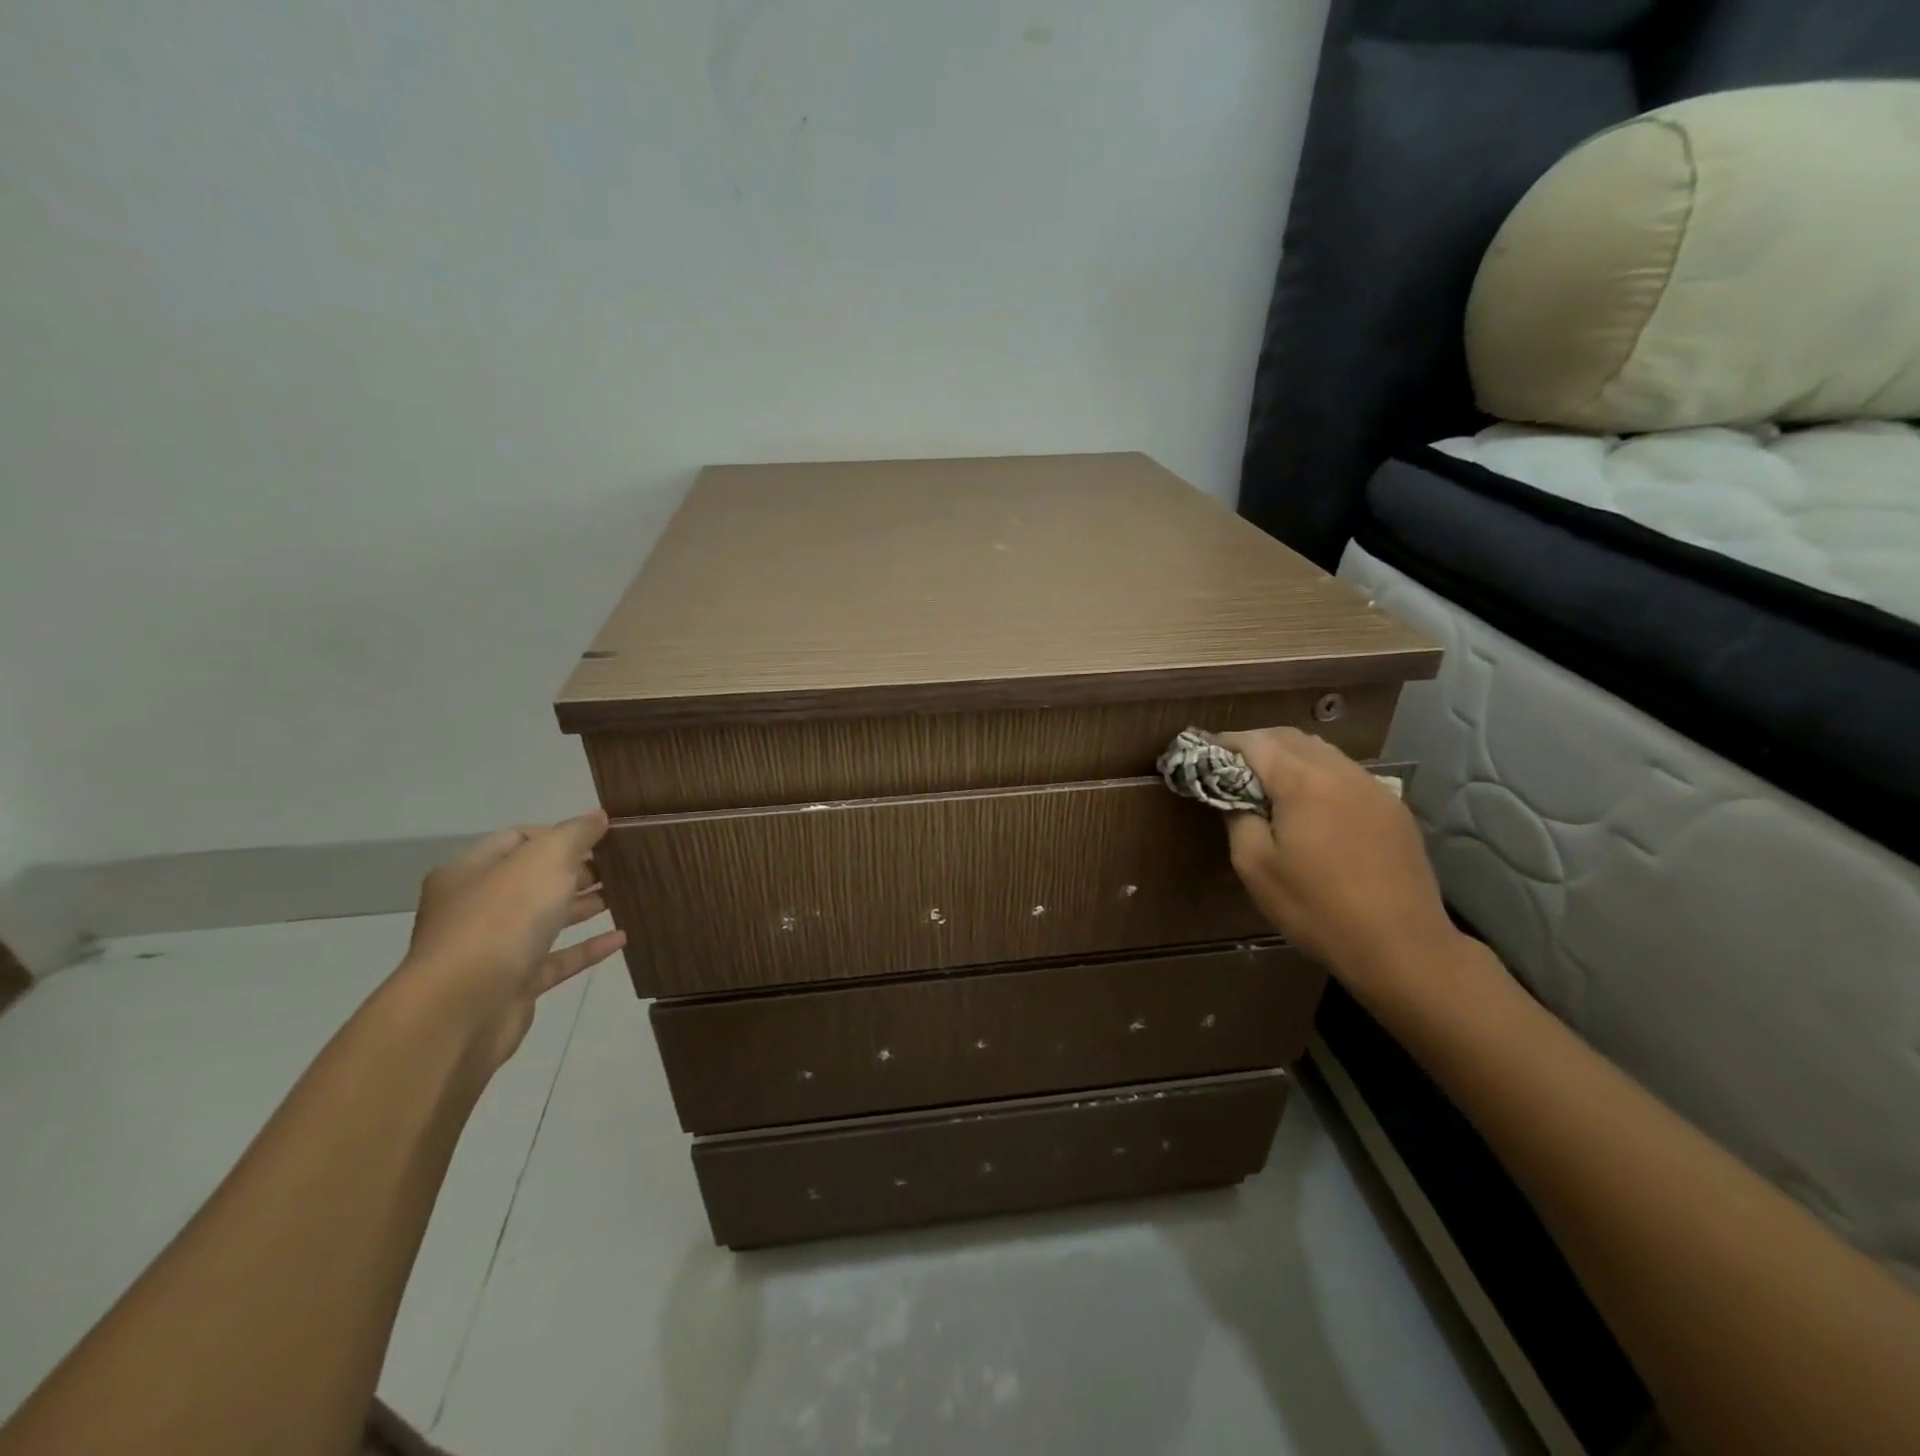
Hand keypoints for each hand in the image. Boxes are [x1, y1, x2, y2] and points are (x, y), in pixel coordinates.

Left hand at [397, 812, 626, 1072]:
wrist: (464, 1008)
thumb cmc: (502, 919)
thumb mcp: (545, 858)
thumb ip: (576, 833)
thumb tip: (598, 817)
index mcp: (470, 871)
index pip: (518, 838)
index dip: (561, 833)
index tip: (604, 835)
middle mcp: (475, 907)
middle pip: (532, 879)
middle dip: (577, 869)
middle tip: (621, 864)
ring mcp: (492, 949)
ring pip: (545, 919)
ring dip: (584, 906)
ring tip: (626, 894)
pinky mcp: (512, 985)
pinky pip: (556, 960)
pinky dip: (587, 947)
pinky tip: (621, 937)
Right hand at [1217, 728, 1458, 996]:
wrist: (1401, 946)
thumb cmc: (1317, 908)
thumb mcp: (1256, 867)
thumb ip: (1237, 819)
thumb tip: (1233, 797)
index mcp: (1303, 782)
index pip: (1255, 742)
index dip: (1225, 744)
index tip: (1204, 754)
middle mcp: (1340, 772)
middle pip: (1291, 738)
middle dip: (1257, 744)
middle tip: (1230, 766)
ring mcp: (1373, 788)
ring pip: (1323, 752)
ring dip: (1290, 757)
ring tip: (1269, 784)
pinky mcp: (1393, 808)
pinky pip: (1347, 774)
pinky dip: (1319, 775)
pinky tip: (1312, 805)